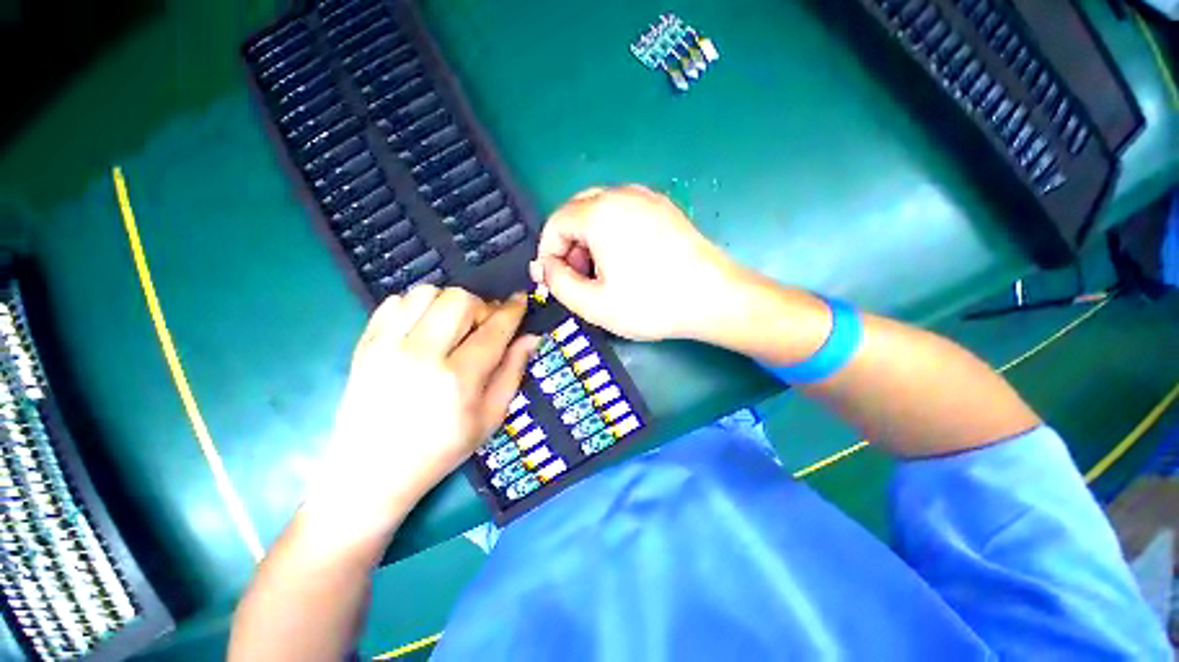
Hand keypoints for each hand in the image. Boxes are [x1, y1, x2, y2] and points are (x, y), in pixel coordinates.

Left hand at [304, 285, 536, 543]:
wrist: (371, 472)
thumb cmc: (440, 450)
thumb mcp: (490, 418)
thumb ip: (513, 372)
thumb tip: (531, 337)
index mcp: (458, 379)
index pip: (494, 328)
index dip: (512, 310)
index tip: (520, 300)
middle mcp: (421, 355)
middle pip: (459, 299)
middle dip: (480, 306)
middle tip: (480, 327)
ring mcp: (386, 346)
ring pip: (426, 292)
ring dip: (448, 303)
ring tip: (451, 327)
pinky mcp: (364, 344)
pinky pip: (394, 301)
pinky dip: (416, 306)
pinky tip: (423, 328)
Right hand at [530, 185, 751, 341]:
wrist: (715, 298)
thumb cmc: (652, 303)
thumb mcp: (594, 304)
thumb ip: (559, 284)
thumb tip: (546, 268)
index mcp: (600, 212)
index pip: (555, 223)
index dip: (548, 254)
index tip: (554, 280)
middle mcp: (621, 194)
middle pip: (576, 212)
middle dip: (568, 245)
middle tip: (577, 277)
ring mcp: (646, 198)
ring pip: (599, 210)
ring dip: (588, 239)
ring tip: (600, 272)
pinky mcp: (663, 208)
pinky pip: (623, 213)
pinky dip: (611, 233)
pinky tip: (624, 260)